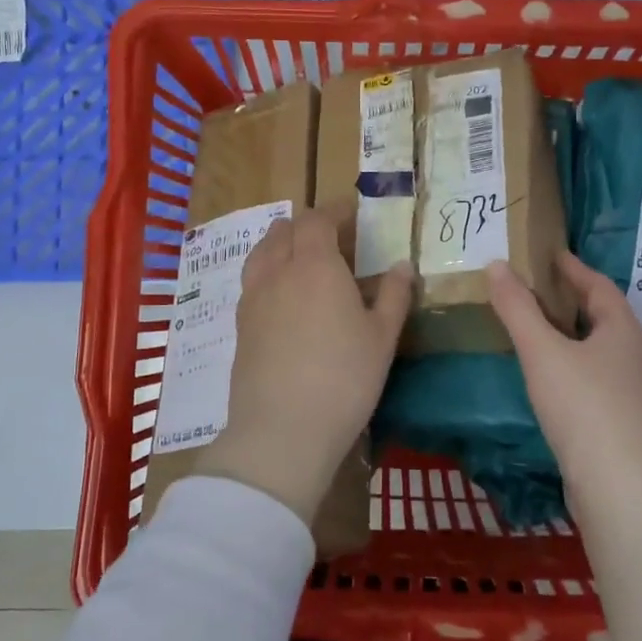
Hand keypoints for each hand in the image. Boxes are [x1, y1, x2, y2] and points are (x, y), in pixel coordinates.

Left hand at [200, 205, 412, 524]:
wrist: (282, 429)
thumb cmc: (344, 378)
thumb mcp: (382, 338)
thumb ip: (394, 295)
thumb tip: (402, 265)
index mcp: (316, 264)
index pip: (318, 219)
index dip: (335, 211)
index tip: (353, 214)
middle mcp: (278, 271)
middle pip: (284, 230)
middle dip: (308, 225)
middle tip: (333, 238)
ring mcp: (253, 298)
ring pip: (261, 252)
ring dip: (282, 244)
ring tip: (304, 260)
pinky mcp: (239, 325)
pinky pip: (252, 280)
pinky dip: (269, 271)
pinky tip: (284, 297)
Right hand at [487, 252, 641, 508]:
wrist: (618, 484)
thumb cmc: (582, 406)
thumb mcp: (541, 351)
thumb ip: (517, 308)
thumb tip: (496, 265)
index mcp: (622, 329)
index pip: (598, 285)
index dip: (573, 268)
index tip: (550, 255)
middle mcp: (634, 354)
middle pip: (602, 315)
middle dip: (571, 299)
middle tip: (537, 288)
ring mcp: (632, 389)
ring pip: (599, 347)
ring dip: (571, 332)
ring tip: (538, 328)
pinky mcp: (622, 419)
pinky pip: (596, 375)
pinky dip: (573, 362)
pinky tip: (551, 375)